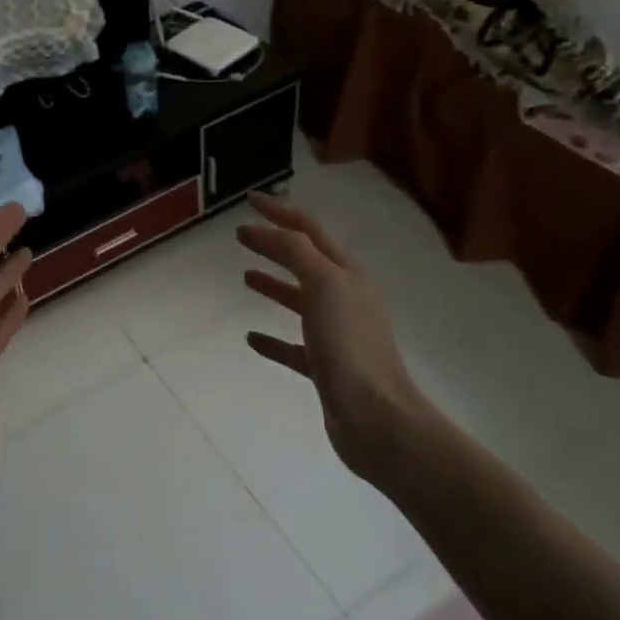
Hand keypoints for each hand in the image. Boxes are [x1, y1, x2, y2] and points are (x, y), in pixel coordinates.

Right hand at [236, 193, 435, 485]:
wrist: (377, 419)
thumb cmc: (350, 346)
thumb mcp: (324, 285)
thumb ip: (295, 252)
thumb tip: (265, 230)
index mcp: (348, 275)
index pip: (309, 231)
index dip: (280, 212)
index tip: (249, 200)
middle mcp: (345, 299)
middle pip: (305, 262)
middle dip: (275, 244)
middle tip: (241, 235)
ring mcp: (336, 335)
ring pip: (300, 301)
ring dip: (274, 285)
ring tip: (245, 277)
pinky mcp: (325, 368)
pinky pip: (293, 345)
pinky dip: (272, 338)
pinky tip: (250, 338)